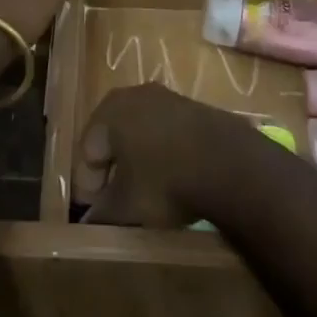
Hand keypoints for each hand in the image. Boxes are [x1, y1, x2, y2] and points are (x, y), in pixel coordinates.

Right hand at [75, 84, 233, 226]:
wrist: (229, 164)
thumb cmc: (165, 180)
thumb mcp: (127, 206)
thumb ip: (102, 213)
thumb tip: (89, 222)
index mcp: (110, 110)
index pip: (86, 150)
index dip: (88, 185)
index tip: (95, 213)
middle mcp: (134, 94)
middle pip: (113, 138)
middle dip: (113, 171)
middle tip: (118, 205)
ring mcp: (166, 97)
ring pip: (141, 134)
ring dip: (139, 163)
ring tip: (147, 195)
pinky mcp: (193, 108)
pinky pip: (167, 134)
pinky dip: (163, 156)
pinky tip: (174, 180)